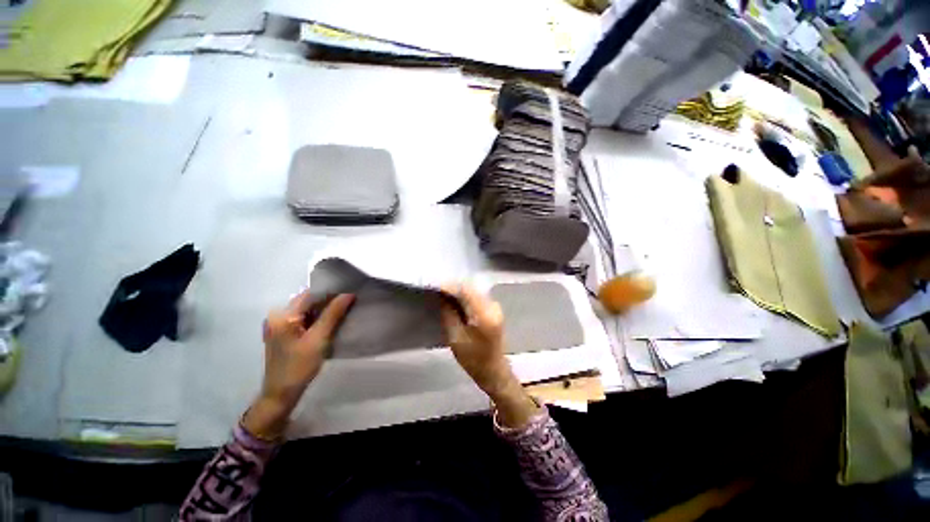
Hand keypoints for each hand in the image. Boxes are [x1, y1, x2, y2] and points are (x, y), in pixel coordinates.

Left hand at [243, 291, 353, 439]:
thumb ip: (333, 314)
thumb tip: (348, 294)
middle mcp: (278, 316)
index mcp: (282, 315)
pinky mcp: (284, 334)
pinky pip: (304, 319)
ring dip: (325, 309)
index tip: (350, 291)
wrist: (281, 394)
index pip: (309, 294)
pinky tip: (332, 321)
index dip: (330, 291)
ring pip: (307, 310)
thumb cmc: (299, 366)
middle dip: (329, 300)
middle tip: (350, 300)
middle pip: (307, 301)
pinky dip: (318, 319)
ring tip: (345, 308)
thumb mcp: (318, 339)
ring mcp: (280, 325)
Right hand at [441, 284, 537, 427]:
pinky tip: (455, 299)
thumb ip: (449, 313)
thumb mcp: (455, 338)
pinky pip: (477, 296)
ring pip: (474, 290)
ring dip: (459, 290)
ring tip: (443, 292)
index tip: (435, 285)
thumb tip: (442, 295)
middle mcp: (493, 306)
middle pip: (471, 288)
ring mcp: (495, 306)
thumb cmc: (473, 359)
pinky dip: (465, 295)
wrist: (493, 370)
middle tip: (437, 288)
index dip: (450, 286)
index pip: (466, 291)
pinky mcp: (493, 309)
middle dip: (453, 286)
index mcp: (484, 315)